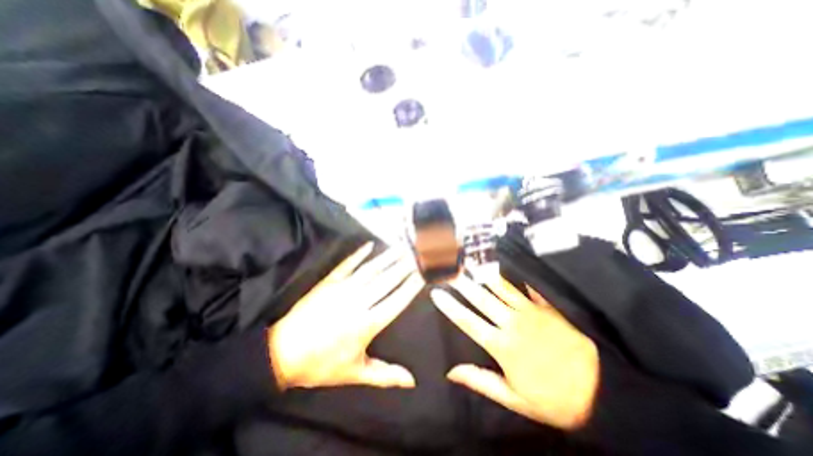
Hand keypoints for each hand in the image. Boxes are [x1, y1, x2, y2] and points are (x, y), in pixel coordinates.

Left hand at [274, 244, 426, 389]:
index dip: (410, 288)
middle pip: (386, 281)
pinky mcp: (328, 282)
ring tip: (400, 247)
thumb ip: (384, 374)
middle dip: (403, 268)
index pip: (395, 301)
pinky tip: (370, 245)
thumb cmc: (321, 364)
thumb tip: (411, 380)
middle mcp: (357, 302)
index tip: (421, 276)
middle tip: (415, 256)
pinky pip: (347, 264)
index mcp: (366, 324)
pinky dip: (359, 254)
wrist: (282, 353)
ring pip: (370, 270)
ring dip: (387, 258)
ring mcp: (342, 289)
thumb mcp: (354, 373)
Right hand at [431, 276, 595, 429]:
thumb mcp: (515, 399)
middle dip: (463, 282)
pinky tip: (507, 264)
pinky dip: (516, 277)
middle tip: (449, 268)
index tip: (436, 292)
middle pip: (482, 298)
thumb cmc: (553, 398)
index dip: (451, 307)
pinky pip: (528, 289)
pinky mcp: (547, 308)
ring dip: (484, 274)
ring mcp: (531, 312)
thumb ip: (482, 381)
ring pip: (502, 288)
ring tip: (471, 262)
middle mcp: (512, 323)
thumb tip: (452, 372)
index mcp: (502, 346)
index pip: (469, 322)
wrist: (602, 391)